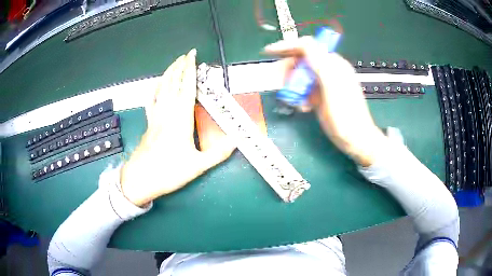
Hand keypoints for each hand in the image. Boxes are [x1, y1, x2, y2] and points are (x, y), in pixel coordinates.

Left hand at [120, 49, 234, 205]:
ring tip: (174, 63)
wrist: (141, 179)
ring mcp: (155, 116)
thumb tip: (236, 142)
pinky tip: (157, 84)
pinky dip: (155, 89)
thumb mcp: (198, 166)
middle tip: (185, 54)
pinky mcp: (148, 123)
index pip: (187, 87)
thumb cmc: (168, 172)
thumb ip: (218, 153)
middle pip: (173, 83)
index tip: (192, 56)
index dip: (190, 70)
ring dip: (168, 73)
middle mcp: (167, 113)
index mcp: (180, 119)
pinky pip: (151, 100)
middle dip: (179, 66)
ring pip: (161, 88)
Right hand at [265, 37, 386, 165]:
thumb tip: (305, 43)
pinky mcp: (320, 96)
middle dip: (289, 70)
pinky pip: (304, 89)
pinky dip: (299, 97)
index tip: (270, 52)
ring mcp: (323, 83)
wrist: (355, 140)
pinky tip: (303, 107)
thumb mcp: (333, 87)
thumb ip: (319, 63)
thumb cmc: (346, 116)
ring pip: (300, 76)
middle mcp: (328, 70)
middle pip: (301, 61)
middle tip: (279, 82)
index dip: (288, 46)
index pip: (308, 46)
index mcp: (333, 64)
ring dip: (293, 86)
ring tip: (295, 100)